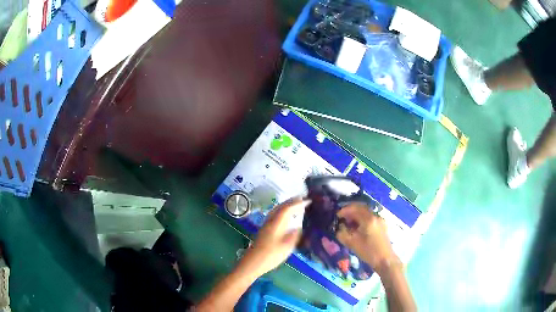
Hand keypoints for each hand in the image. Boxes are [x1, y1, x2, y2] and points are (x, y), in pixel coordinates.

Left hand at [241, 198, 309, 276]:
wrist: (252, 263)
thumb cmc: (270, 255)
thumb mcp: (287, 247)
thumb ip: (294, 235)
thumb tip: (299, 227)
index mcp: (276, 223)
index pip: (288, 208)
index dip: (298, 203)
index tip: (309, 200)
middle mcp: (270, 221)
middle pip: (281, 207)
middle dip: (292, 201)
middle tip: (303, 199)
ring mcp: (266, 226)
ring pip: (277, 211)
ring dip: (287, 206)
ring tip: (296, 205)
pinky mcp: (264, 231)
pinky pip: (275, 216)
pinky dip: (283, 212)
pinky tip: (286, 218)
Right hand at [336, 203, 397, 271]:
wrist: (385, 260)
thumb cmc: (368, 252)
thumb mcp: (352, 243)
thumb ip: (343, 233)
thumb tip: (339, 227)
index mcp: (368, 219)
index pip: (354, 209)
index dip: (344, 210)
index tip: (337, 216)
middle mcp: (375, 216)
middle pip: (361, 208)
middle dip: (350, 211)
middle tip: (342, 217)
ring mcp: (380, 220)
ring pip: (366, 212)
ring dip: (356, 214)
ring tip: (348, 222)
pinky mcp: (382, 225)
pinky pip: (370, 217)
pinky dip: (362, 219)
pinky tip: (357, 227)